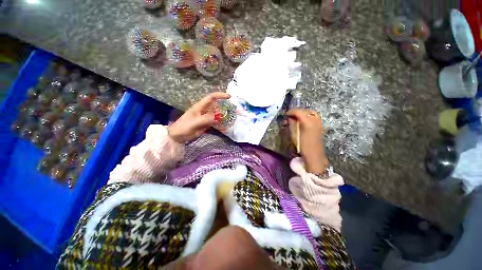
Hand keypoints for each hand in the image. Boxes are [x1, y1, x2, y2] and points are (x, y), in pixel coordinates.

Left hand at [168, 92, 230, 142]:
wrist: (177, 136)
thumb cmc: (184, 127)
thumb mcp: (194, 122)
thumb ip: (206, 119)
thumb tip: (218, 117)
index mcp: (200, 107)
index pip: (211, 97)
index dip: (220, 95)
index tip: (229, 97)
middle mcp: (204, 110)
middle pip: (216, 106)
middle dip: (225, 106)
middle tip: (234, 110)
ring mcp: (205, 117)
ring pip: (217, 114)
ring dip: (224, 115)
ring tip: (232, 118)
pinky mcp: (206, 124)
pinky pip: (215, 122)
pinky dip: (220, 123)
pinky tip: (225, 126)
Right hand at [286, 109, 328, 173]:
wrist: (314, 156)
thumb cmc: (303, 146)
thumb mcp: (294, 135)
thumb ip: (292, 125)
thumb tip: (289, 118)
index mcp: (307, 123)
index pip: (299, 112)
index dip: (292, 112)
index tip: (286, 114)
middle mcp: (315, 121)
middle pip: (306, 111)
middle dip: (298, 111)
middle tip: (291, 115)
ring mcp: (319, 123)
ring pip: (311, 113)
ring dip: (303, 113)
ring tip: (296, 117)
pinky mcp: (320, 126)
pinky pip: (314, 117)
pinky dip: (307, 116)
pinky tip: (302, 121)